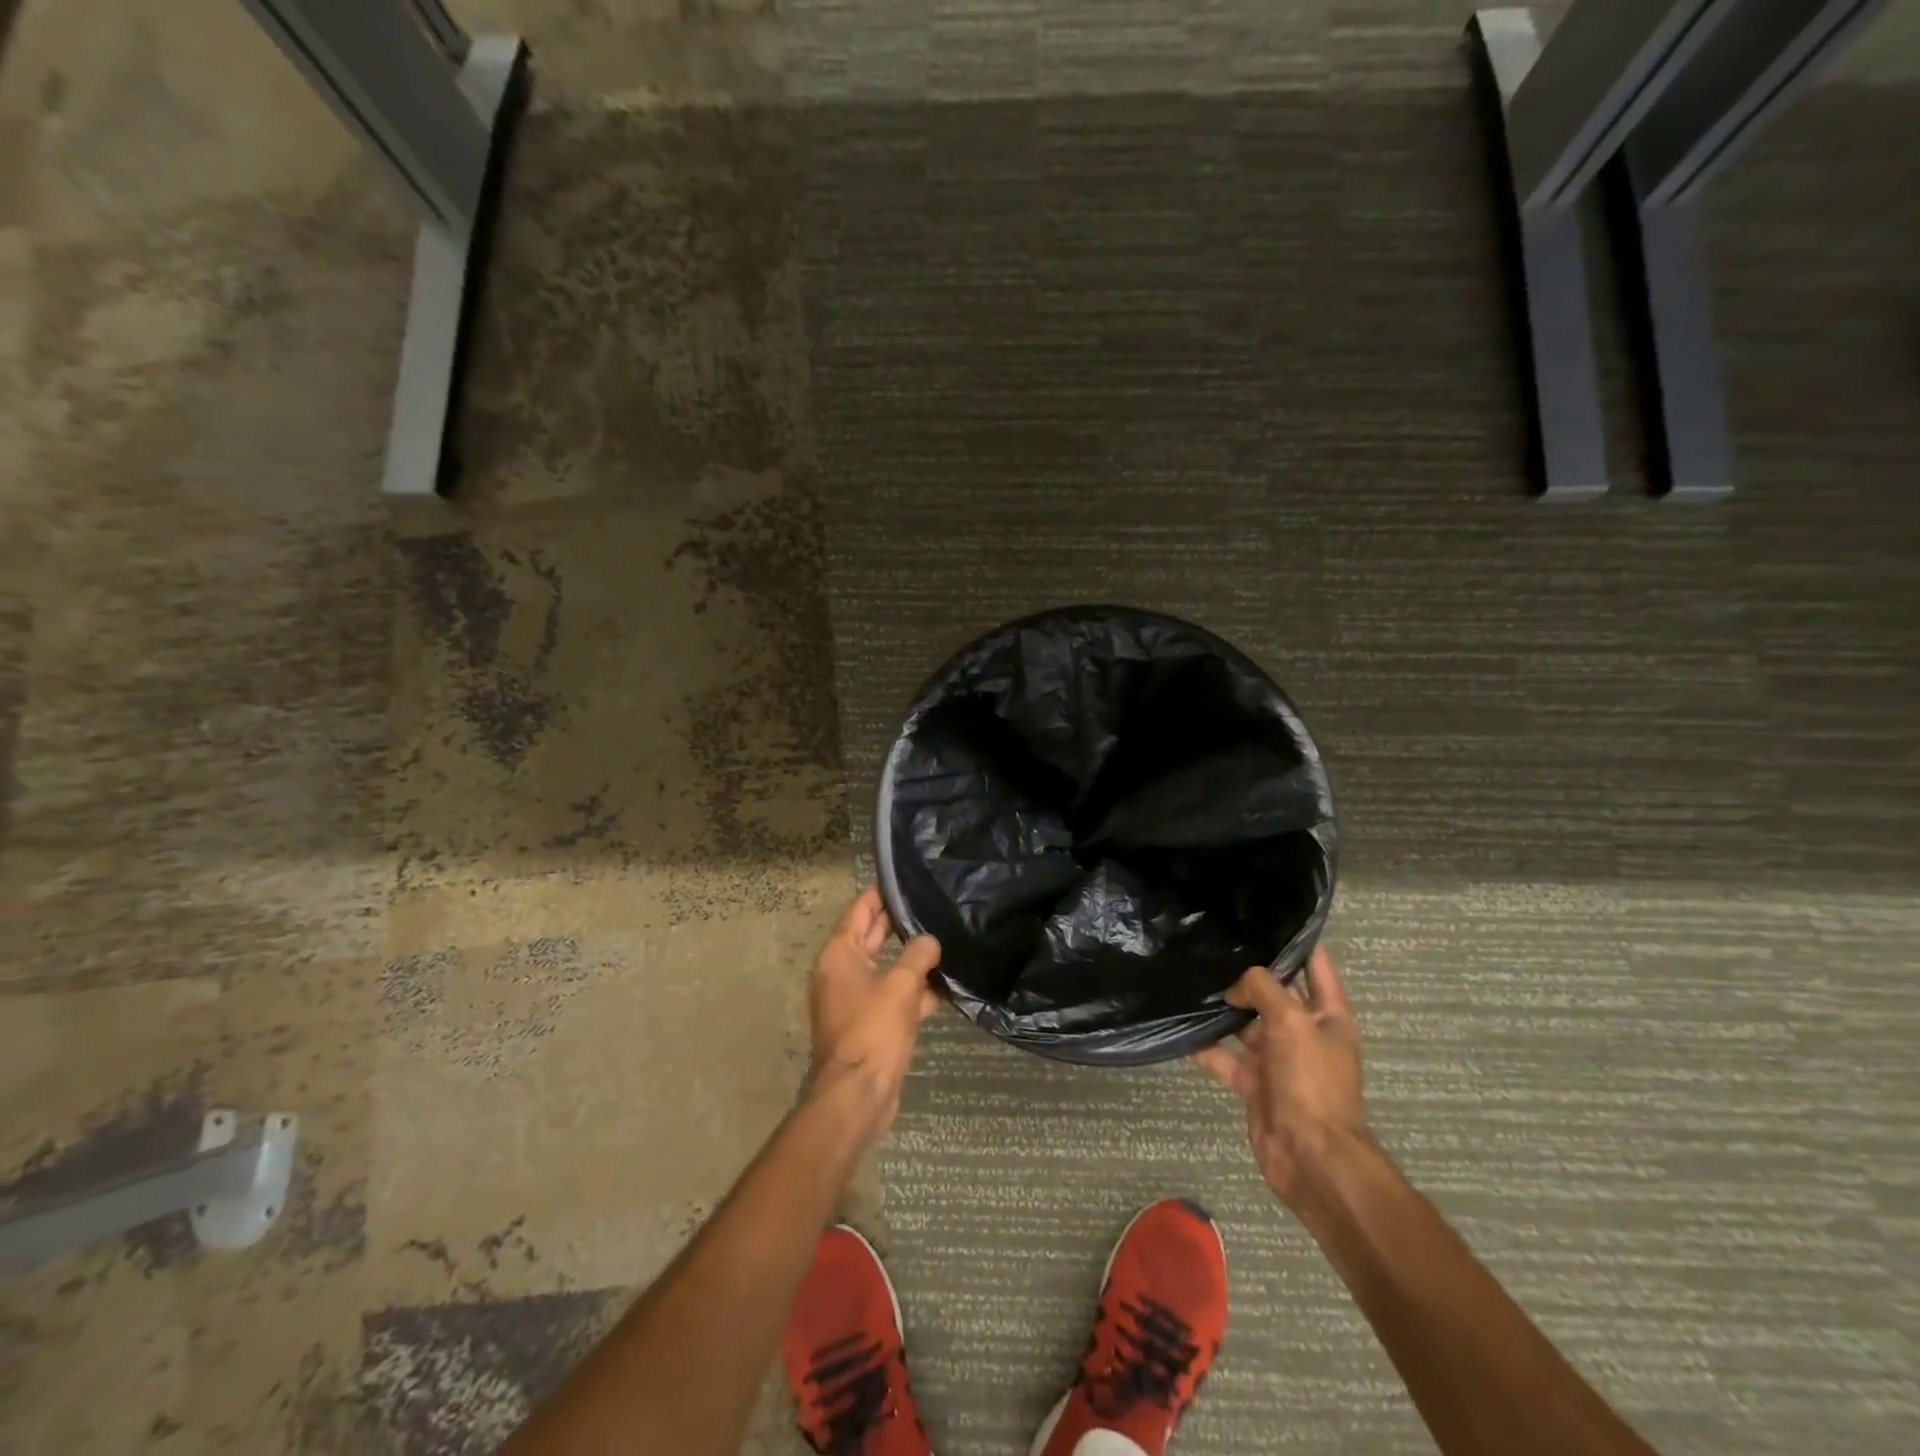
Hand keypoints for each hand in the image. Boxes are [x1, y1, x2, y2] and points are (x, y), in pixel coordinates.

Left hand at [808, 888, 942, 1138]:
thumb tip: (930, 941)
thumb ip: (919, 956)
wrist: (858, 1095)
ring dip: (911, 959)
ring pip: (886, 968)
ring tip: (945, 940)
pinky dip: (914, 990)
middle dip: (899, 923)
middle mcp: (842, 972)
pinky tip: (945, 987)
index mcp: (840, 955)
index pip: (860, 911)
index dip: (881, 894)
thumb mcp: (901, 985)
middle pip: (872, 937)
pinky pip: (893, 996)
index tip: (906, 880)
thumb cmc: (873, 1030)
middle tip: (931, 905)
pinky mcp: (869, 1024)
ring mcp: (854, 999)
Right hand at [1193, 947, 1369, 1209]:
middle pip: (1275, 993)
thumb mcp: (1293, 1022)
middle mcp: (1303, 1033)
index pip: (1316, 967)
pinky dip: (1205, 1046)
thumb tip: (1236, 987)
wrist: (1310, 1156)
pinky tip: (1181, 1029)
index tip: (1265, 919)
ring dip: (1223, 1008)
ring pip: (1246, 1024)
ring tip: (1191, 979)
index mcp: (1328, 1016)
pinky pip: (1224, 1057)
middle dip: (1248, 974)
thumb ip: (1264, 989)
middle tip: (1213, 945)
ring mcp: (1277, 1059)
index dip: (1296, 942)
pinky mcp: (1253, 1082)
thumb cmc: (1312, 1082)